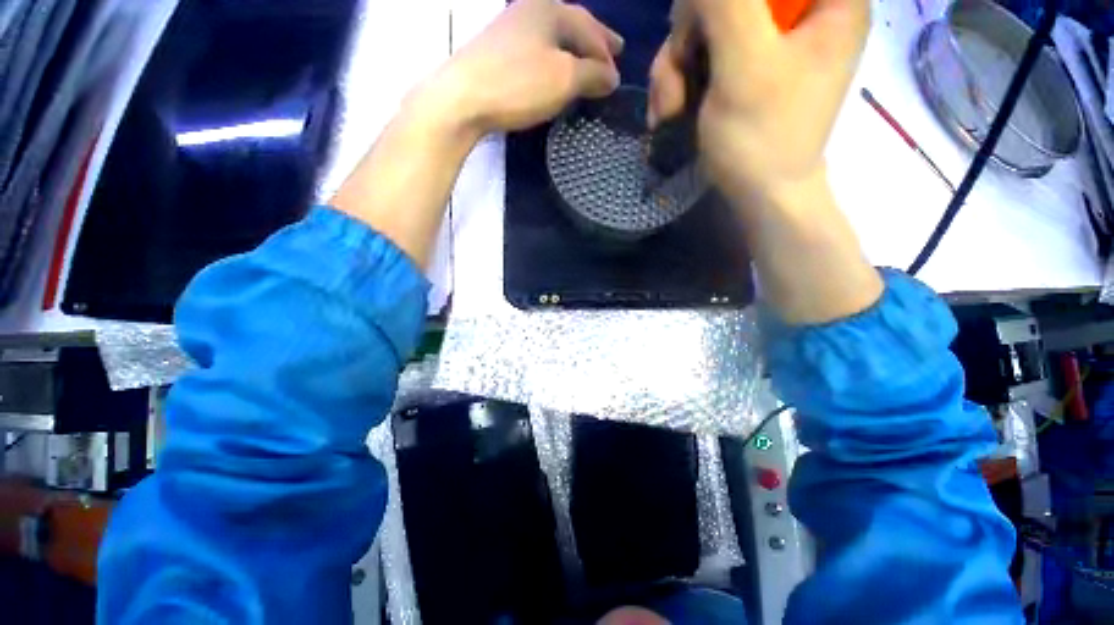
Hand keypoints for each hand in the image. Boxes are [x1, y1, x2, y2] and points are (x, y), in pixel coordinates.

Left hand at [427, 0, 622, 137]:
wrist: (463, 98)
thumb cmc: (519, 84)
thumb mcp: (564, 79)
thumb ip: (592, 75)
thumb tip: (612, 78)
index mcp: (550, 10)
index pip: (589, 28)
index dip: (606, 53)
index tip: (618, 77)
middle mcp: (530, 10)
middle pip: (572, 25)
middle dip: (594, 41)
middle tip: (613, 52)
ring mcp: (510, 29)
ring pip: (553, 37)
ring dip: (573, 51)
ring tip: (586, 64)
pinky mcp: (497, 51)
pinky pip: (537, 51)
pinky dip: (553, 60)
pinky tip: (554, 71)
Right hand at [648, 0, 869, 202]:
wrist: (760, 194)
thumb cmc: (761, 138)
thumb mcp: (744, 64)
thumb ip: (725, 2)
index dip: (716, 1)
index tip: (702, 30)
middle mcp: (801, 9)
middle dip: (690, 33)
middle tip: (677, 78)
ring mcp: (770, 38)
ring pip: (707, 21)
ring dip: (676, 65)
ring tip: (670, 108)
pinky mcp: (745, 64)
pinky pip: (704, 51)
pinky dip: (681, 79)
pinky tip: (672, 110)